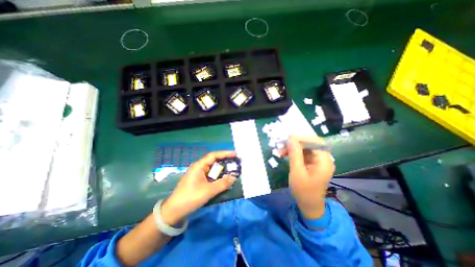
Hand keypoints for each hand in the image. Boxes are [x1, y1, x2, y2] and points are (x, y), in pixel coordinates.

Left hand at [161, 151, 235, 226]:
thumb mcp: (208, 191)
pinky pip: (211, 176)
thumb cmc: (190, 198)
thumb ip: (222, 184)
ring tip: (233, 170)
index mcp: (199, 166)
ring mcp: (199, 174)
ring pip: (213, 169)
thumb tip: (234, 177)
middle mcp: (199, 168)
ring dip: (222, 170)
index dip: (225, 153)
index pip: (214, 156)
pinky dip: (218, 176)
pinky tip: (224, 179)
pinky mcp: (199, 181)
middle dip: (225, 161)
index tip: (235, 154)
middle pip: (214, 161)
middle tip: (236, 162)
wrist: (174, 212)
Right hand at [279, 135, 334, 218]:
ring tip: (281, 151)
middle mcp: (324, 159)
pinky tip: (285, 154)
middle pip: (311, 144)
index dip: (302, 138)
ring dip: (293, 148)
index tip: (288, 139)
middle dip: (296, 143)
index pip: (316, 142)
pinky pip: (303, 153)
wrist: (308, 205)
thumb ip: (295, 154)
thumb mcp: (297, 172)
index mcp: (324, 162)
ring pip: (306, 148)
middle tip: (283, 145)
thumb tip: (291, 138)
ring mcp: (318, 161)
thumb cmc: (303, 191)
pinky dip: (294, 153)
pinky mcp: (313, 163)